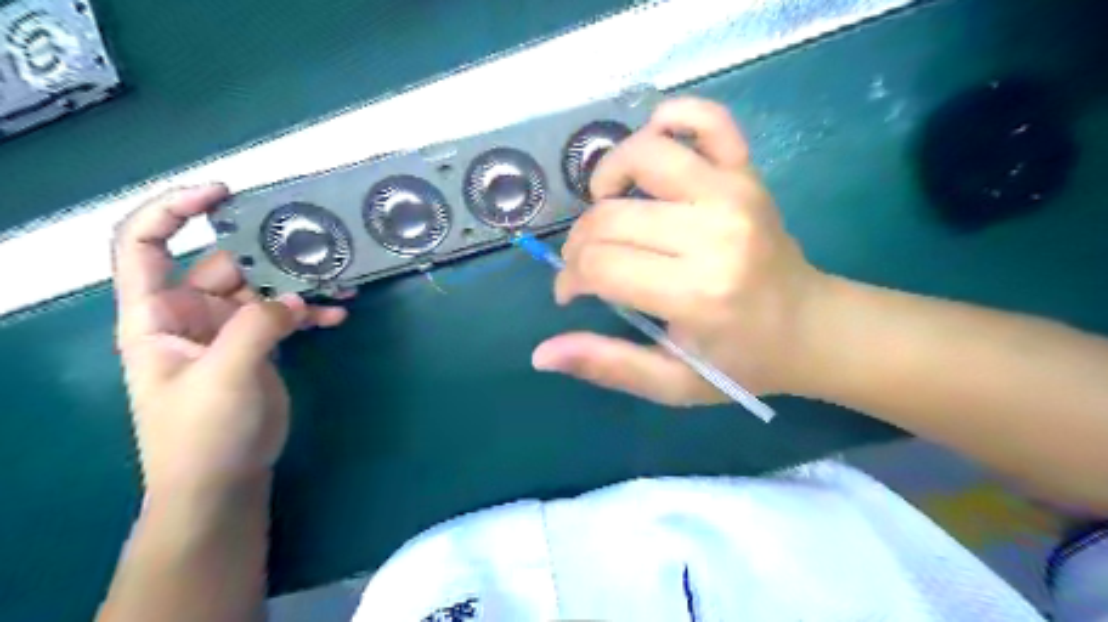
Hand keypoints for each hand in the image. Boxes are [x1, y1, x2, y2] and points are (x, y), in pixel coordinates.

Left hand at [112, 183, 344, 491]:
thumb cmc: (202, 433)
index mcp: (157, 315)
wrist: (222, 481)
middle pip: (226, 263)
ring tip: (340, 282)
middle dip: (269, 252)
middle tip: (315, 245)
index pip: (146, 245)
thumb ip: (257, 327)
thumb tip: (294, 298)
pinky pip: (286, 317)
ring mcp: (228, 331)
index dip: (173, 210)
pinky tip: (337, 316)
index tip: (222, 194)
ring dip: (300, 284)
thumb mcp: (224, 376)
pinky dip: (310, 313)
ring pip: (264, 289)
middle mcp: (190, 315)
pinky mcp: (259, 347)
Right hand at [533, 98, 824, 406]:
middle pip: (610, 216)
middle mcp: (714, 232)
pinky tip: (651, 152)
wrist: (810, 327)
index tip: (571, 294)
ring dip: (607, 178)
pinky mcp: (747, 172)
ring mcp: (734, 192)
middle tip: (586, 266)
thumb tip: (542, 354)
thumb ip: (607, 365)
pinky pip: (705, 118)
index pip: (600, 265)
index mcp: (696, 293)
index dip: (570, 279)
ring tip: (608, 209)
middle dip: (579, 243)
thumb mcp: (671, 382)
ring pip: (643, 154)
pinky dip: (670, 120)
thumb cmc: (739, 360)